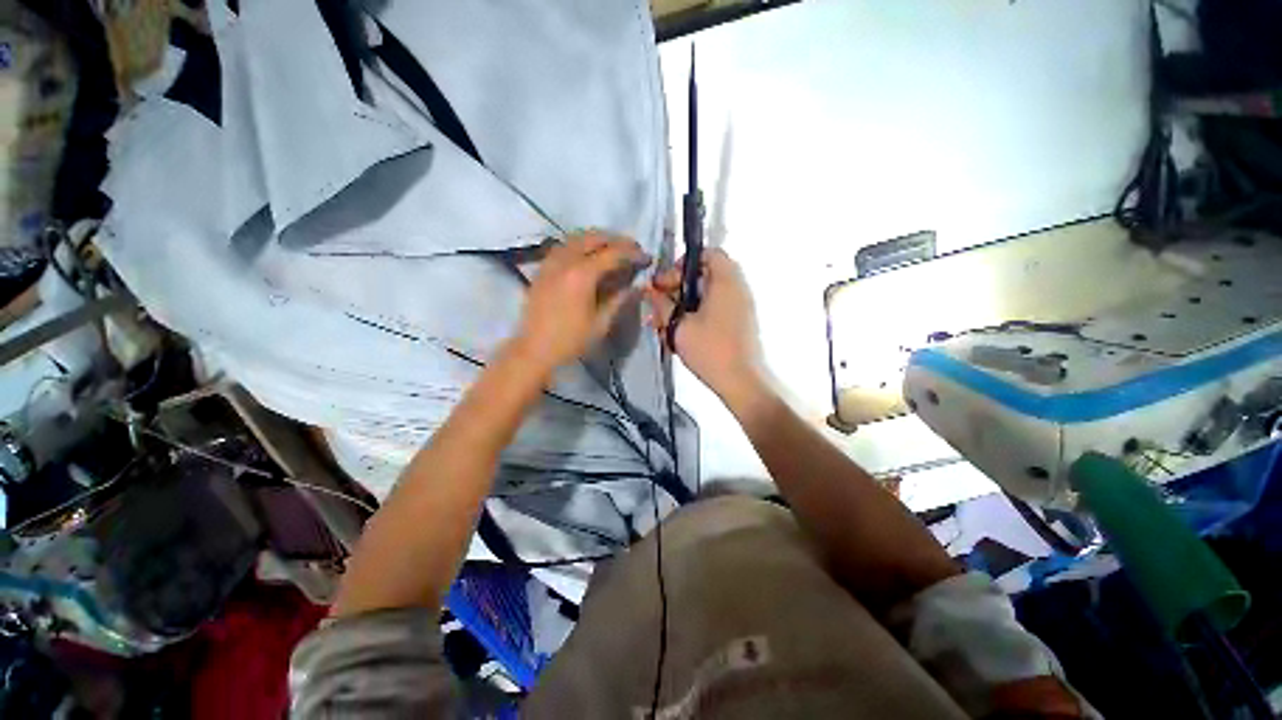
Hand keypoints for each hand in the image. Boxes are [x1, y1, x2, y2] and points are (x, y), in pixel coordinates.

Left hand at [513, 232, 648, 374]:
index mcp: (582, 275)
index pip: (613, 254)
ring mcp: (550, 262)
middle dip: (616, 240)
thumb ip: (620, 300)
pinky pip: (563, 246)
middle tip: (633, 249)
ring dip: (598, 239)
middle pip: (594, 237)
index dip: (632, 253)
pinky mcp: (542, 268)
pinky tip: (587, 255)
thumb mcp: (601, 323)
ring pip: (576, 238)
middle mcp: (565, 261)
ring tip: (613, 248)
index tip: (646, 257)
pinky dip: (580, 244)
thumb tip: (639, 286)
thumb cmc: (570, 340)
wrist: (534, 349)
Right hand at [645, 249, 764, 399]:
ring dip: (684, 304)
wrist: (741, 382)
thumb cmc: (710, 350)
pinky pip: (715, 309)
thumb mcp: (678, 326)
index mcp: (725, 281)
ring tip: (663, 322)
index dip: (684, 263)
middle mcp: (737, 288)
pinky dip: (696, 314)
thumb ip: (662, 305)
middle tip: (659, 304)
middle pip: (705, 275)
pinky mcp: (739, 323)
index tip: (666, 282)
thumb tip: (649, 290)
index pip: (708, 253)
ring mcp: (740, 306)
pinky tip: (678, 332)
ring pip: (707, 295)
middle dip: (678, 287)